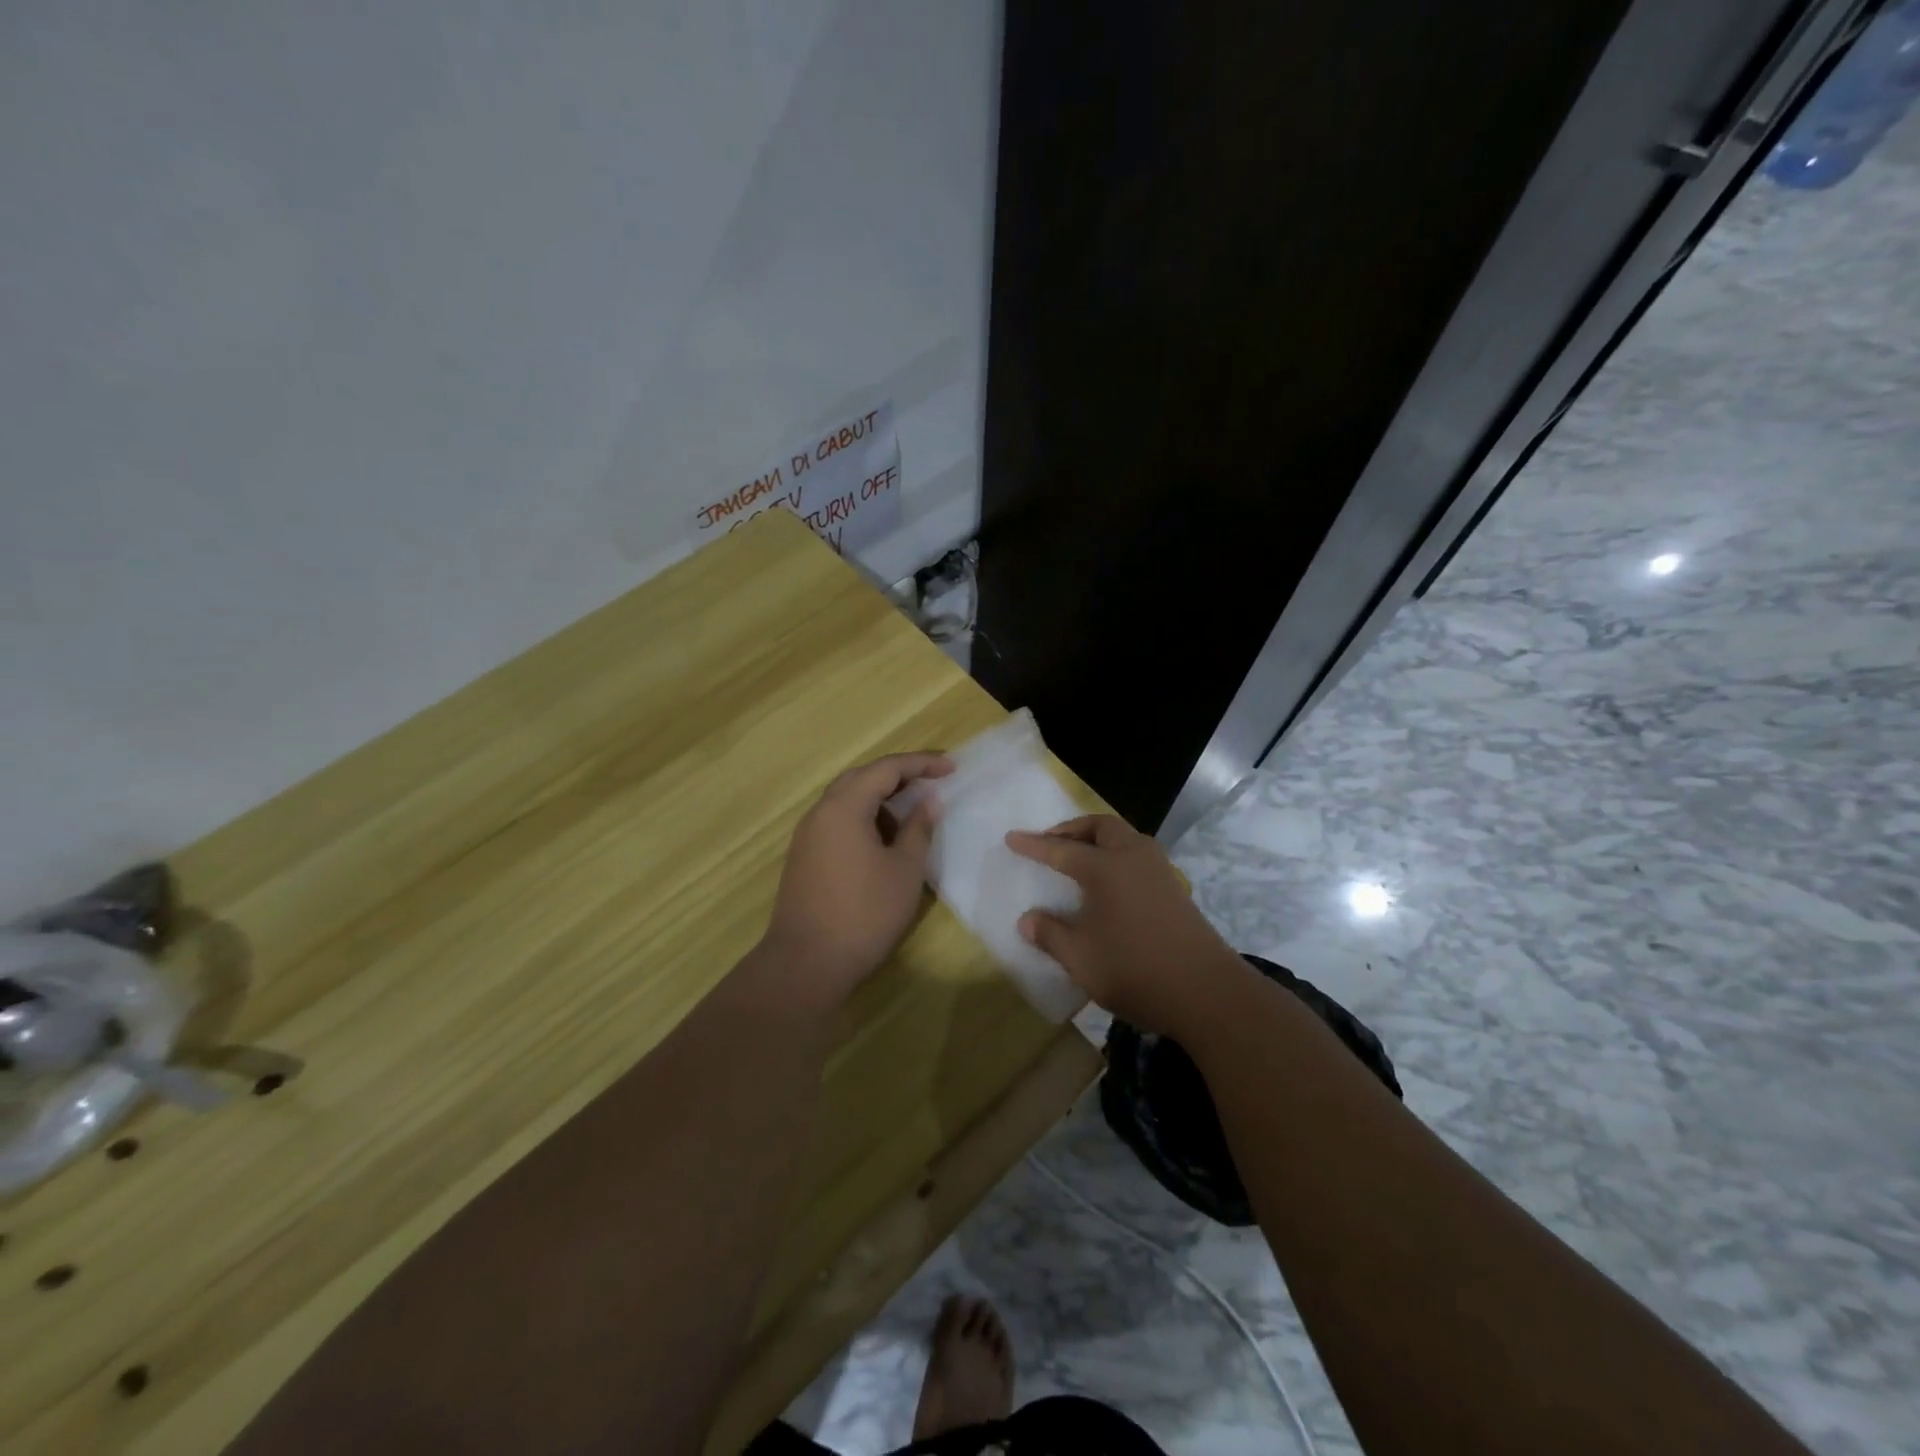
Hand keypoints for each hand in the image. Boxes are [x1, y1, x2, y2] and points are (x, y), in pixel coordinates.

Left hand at [761, 752, 952, 1006]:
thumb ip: (918, 829)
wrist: (806, 963)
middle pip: (861, 778)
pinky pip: (837, 822)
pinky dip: (864, 819)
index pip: (886, 768)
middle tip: (931, 783)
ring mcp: (808, 836)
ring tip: (912, 816)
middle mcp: (820, 813)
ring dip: (880, 799)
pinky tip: (884, 842)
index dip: (921, 764)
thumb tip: (927, 802)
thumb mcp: (904, 870)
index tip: (951, 768)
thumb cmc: (864, 913)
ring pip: (847, 800)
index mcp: (844, 807)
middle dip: (898, 776)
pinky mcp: (805, 857)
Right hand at [1006, 815, 1249, 1037]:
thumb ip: (1051, 934)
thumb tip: (1027, 919)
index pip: (1061, 850)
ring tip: (1080, 857)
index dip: (1034, 845)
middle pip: (1101, 827)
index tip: (1011, 838)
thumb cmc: (1135, 969)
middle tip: (1052, 842)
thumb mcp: (1081, 957)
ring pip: (1125, 838)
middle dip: (1073, 829)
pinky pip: (1139, 856)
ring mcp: (1160, 872)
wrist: (1207, 992)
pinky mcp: (1175, 890)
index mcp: (1106, 868)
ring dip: (1099, 839)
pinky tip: (1111, 883)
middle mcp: (1133, 858)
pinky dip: (1117, 856)